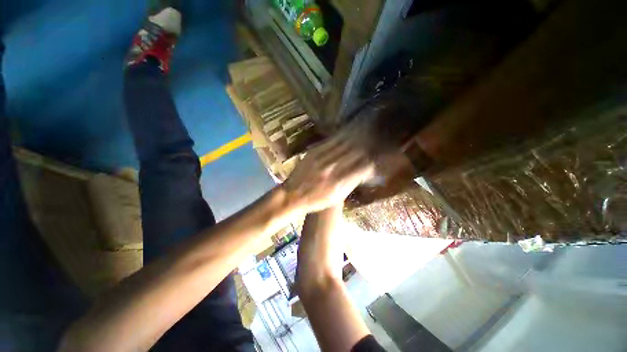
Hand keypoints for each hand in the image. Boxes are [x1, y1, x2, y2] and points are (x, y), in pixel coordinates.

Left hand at [283, 137, 374, 213]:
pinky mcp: (314, 152)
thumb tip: (364, 171)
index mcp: (339, 182)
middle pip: (355, 152)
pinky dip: (341, 136)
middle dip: (366, 146)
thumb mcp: (337, 197)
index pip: (363, 166)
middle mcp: (332, 168)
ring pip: (344, 143)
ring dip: (356, 138)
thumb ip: (351, 183)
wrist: (292, 195)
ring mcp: (322, 158)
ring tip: (364, 132)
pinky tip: (348, 132)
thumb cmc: (316, 201)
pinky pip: (331, 141)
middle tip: (373, 142)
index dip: (372, 160)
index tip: (376, 158)